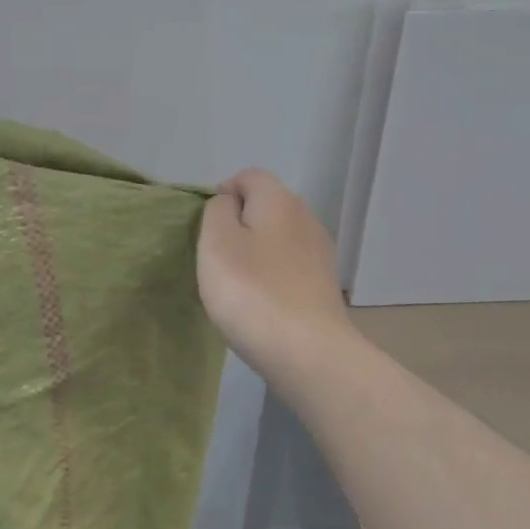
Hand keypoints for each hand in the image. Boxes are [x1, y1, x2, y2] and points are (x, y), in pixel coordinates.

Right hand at [198, 169, 353, 380]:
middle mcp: (306, 218)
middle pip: (268, 206)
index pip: (249, 176)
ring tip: (236, 282)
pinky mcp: (324, 286)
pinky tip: (260, 302)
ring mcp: (320, 254)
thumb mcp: (216, 242)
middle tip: (216, 256)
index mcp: (279, 200)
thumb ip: (217, 212)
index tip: (205, 225)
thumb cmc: (252, 291)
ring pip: (280, 238)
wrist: (308, 352)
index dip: (224, 192)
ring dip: (257, 252)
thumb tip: (229, 204)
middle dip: (241, 222)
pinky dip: (273, 276)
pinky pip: (291, 267)